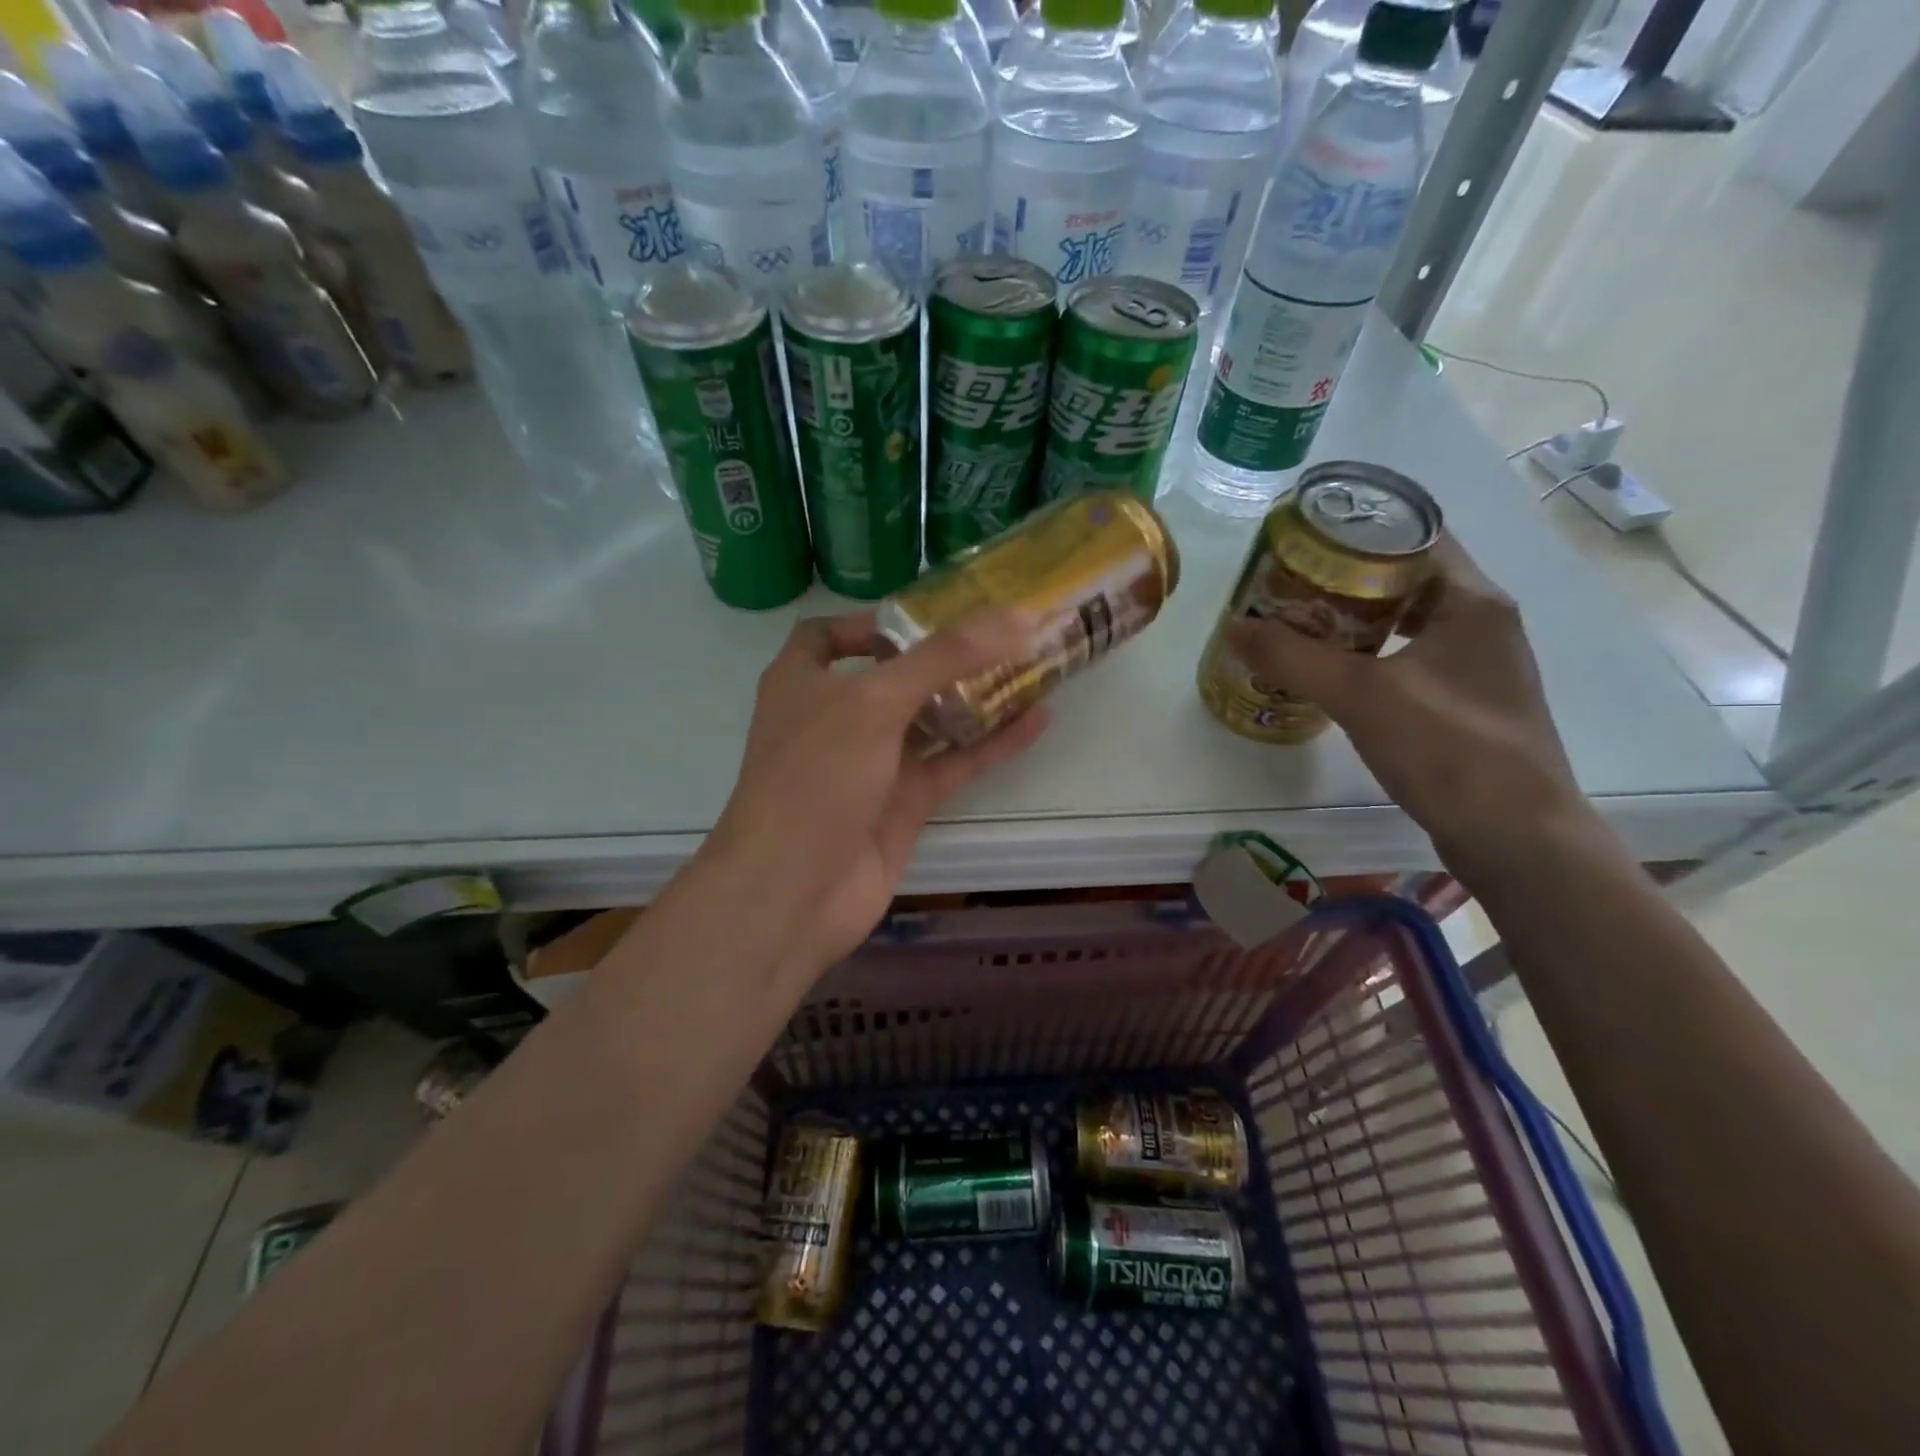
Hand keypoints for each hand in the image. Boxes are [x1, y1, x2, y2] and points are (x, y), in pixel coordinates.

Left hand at [698, 609, 1048, 977]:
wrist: (795, 890)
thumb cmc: (816, 777)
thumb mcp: (874, 701)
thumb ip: (943, 657)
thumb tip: (1015, 615)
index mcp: (804, 681)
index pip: (827, 636)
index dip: (868, 621)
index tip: (923, 613)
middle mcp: (836, 718)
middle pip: (894, 675)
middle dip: (943, 656)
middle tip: (1001, 632)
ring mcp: (871, 763)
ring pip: (930, 720)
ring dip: (975, 696)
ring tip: (1031, 666)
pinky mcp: (903, 803)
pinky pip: (953, 763)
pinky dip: (992, 744)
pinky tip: (1038, 720)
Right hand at [1226, 536, 1588, 873]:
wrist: (1515, 836)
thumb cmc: (1447, 749)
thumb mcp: (1360, 695)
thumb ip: (1293, 657)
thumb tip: (1234, 627)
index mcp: (1472, 601)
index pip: (1416, 534)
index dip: (1359, 528)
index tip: (1304, 539)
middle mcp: (1482, 622)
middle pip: (1406, 578)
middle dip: (1345, 577)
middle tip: (1287, 584)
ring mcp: (1478, 665)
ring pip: (1407, 622)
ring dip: (1355, 620)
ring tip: (1299, 624)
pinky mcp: (1466, 703)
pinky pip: (1409, 658)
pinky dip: (1370, 656)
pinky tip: (1333, 675)